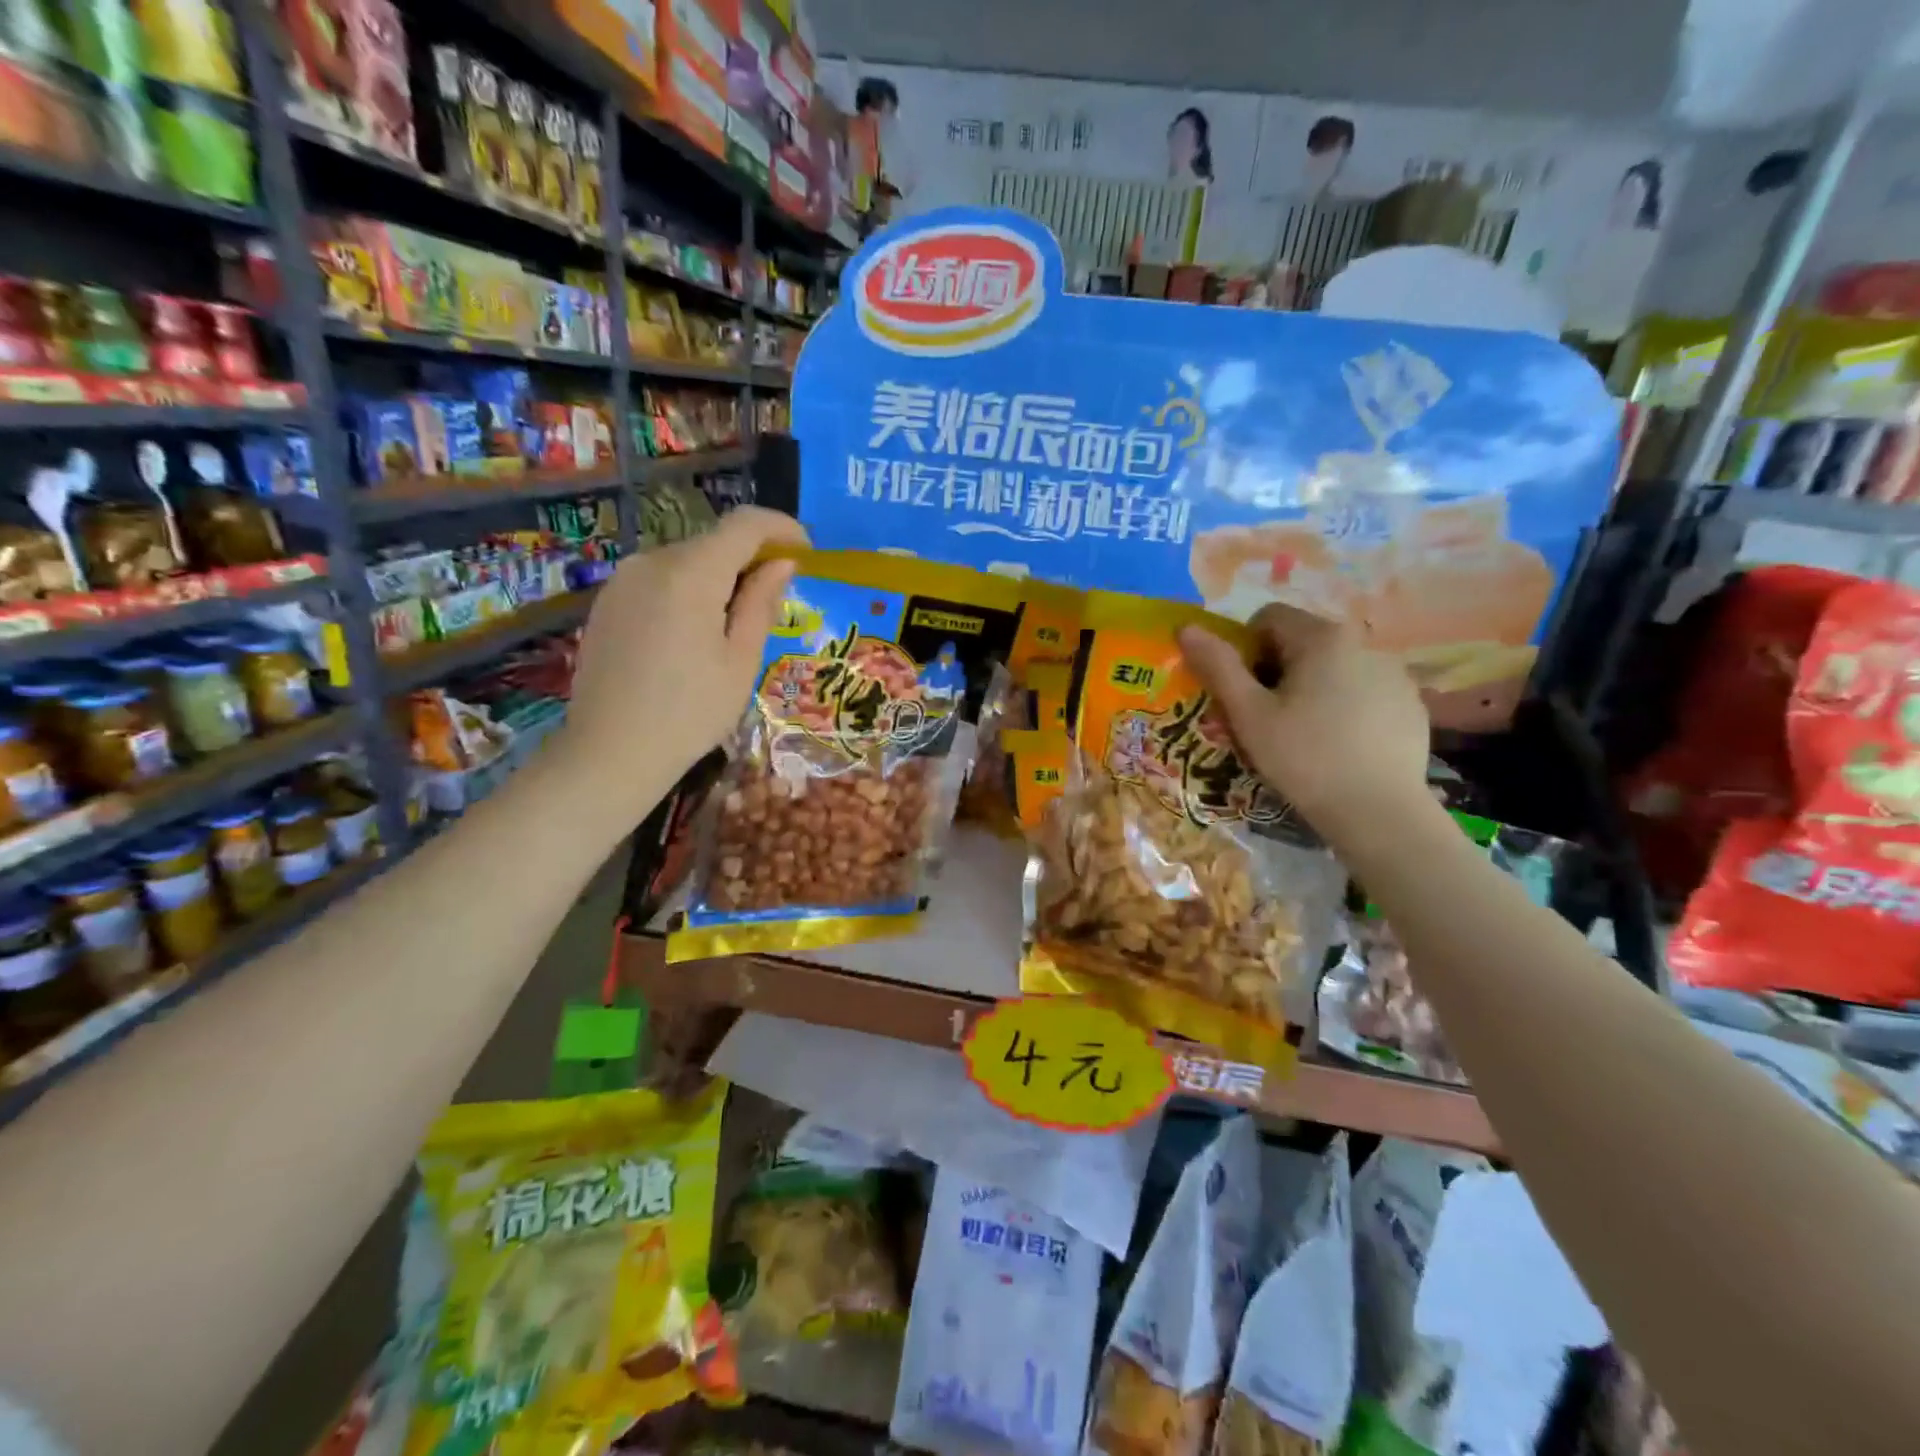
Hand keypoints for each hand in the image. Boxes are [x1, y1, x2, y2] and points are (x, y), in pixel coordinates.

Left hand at [565, 507, 807, 811]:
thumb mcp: (741, 661)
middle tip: (777, 599)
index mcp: (690, 574)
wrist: (610, 753)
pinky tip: (694, 637)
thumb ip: (761, 602)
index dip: (782, 528)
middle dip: (752, 559)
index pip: (745, 525)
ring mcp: (622, 581)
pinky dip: (688, 592)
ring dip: (719, 578)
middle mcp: (651, 562)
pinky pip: (659, 581)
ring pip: (686, 561)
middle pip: (714, 542)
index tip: (807, 552)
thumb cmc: (690, 713)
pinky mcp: (607, 602)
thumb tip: (782, 562)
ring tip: (735, 627)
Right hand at [1178, 603, 1430, 838]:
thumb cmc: (1304, 758)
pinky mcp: (1410, 702)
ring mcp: (1394, 672)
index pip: (1268, 618)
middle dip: (1277, 670)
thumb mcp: (1249, 714)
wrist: (1379, 812)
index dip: (1245, 649)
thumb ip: (1218, 665)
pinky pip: (1364, 690)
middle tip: (1267, 718)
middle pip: (1302, 641)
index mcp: (1322, 637)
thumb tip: (1186, 627)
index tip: (1244, 691)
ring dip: (1312, 687)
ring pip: (1334, 667)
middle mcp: (1364, 641)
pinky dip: (1346, 706)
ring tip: (1306, 735)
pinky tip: (1340, 745)